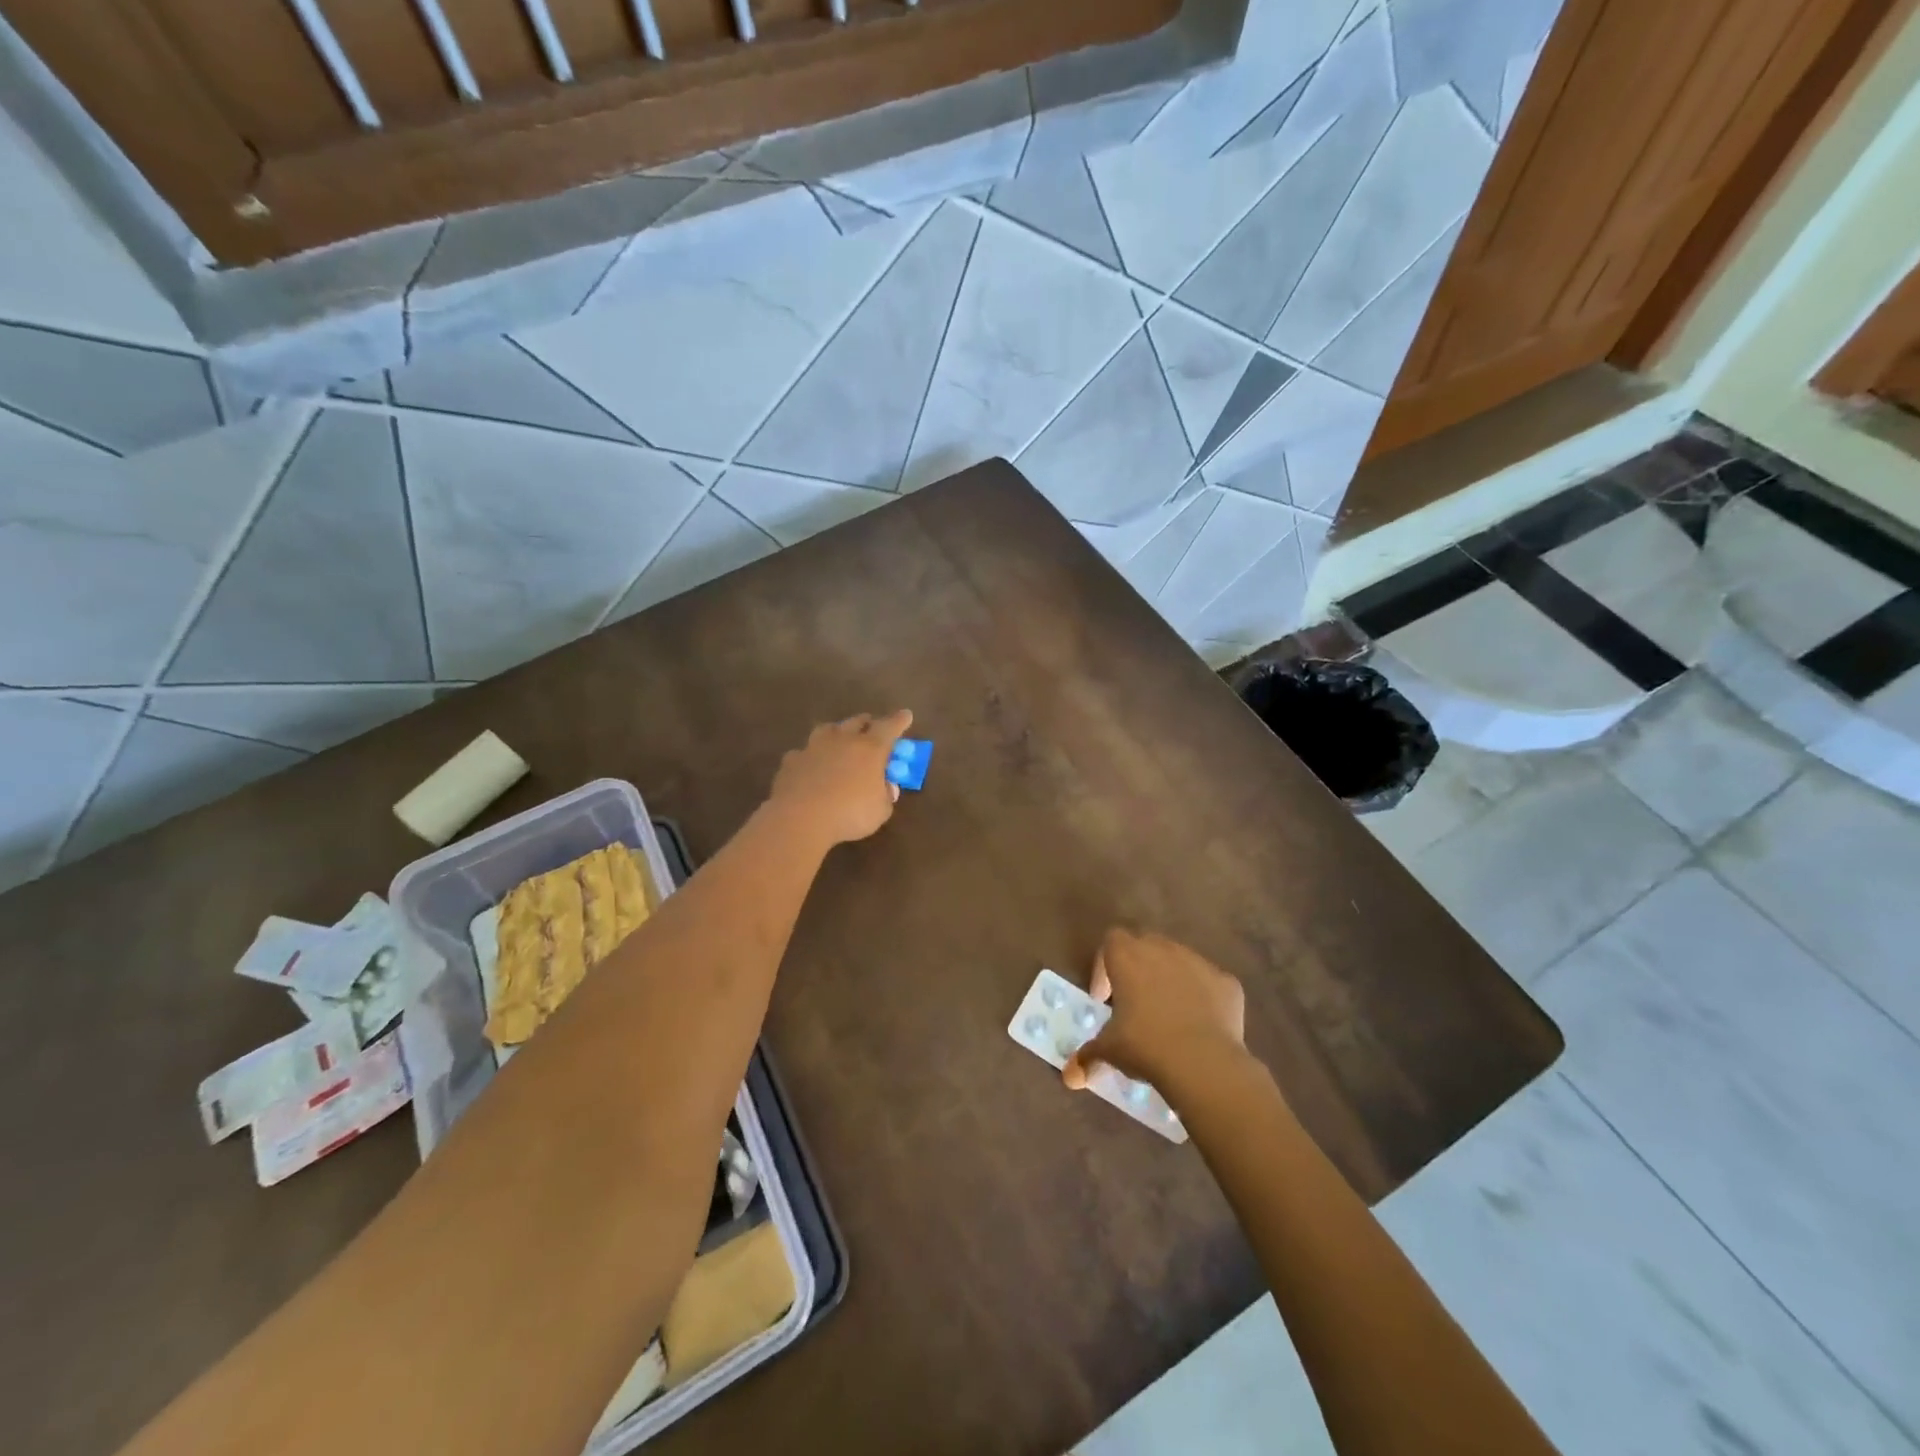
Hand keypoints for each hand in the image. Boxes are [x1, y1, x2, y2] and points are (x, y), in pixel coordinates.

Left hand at [768, 710, 913, 846]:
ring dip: (837, 732)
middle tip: (871, 726)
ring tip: (839, 738)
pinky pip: (804, 753)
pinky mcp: (792, 760)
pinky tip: (810, 766)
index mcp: (870, 749)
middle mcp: (843, 740)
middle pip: (857, 722)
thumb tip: (887, 787)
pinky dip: (810, 757)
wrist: (800, 817)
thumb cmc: (850, 813)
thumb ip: (885, 796)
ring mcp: (814, 747)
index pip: (889, 728)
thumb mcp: (880, 811)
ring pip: (828, 729)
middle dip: (868, 723)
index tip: (906, 714)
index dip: (899, 721)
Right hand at [1063, 929, 1246, 1092]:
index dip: (1104, 967)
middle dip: (1138, 969)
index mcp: (1128, 957)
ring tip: (1168, 1015)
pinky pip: (1209, 983)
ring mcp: (1198, 962)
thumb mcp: (1110, 1051)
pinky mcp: (1227, 982)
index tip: (1104, 999)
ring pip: (1179, 961)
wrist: (1204, 1062)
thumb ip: (1088, 1056)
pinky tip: (1200, 1026)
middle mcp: (1163, 949)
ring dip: (1170, 979)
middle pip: (1145, 945)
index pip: (1111, 941)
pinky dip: (1203, 998)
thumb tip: (1070, 1077)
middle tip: (1134, 1003)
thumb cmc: (1145, 1046)